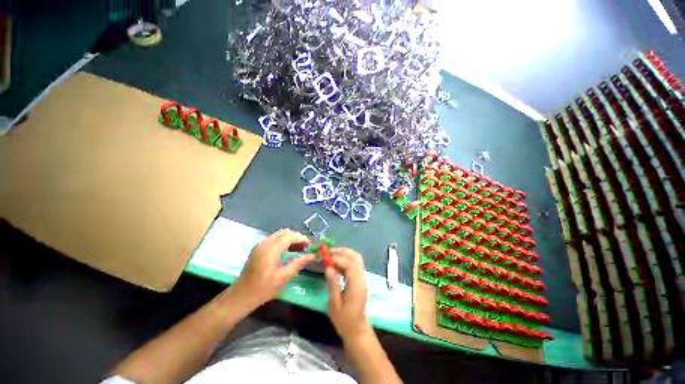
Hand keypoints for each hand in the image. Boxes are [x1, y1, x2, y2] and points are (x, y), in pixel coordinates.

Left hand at [232, 229, 313, 307]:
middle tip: (306, 246)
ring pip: (279, 234)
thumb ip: (299, 263)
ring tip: (300, 248)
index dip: (301, 238)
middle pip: (285, 232)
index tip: (310, 244)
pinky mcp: (258, 248)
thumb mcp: (284, 277)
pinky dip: (283, 241)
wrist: (241, 296)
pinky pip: (274, 238)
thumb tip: (313, 255)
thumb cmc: (263, 288)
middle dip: (297, 236)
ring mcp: (260, 244)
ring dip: (290, 238)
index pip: (290, 236)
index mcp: (271, 249)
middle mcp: (265, 243)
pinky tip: (288, 250)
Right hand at [325, 248, 371, 341]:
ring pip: (356, 259)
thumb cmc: (344, 321)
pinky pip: (354, 265)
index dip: (337, 259)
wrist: (357, 330)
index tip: (325, 258)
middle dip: (342, 252)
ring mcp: (362, 278)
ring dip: (344, 254)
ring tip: (330, 257)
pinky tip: (336, 265)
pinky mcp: (360, 280)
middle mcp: (361, 278)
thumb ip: (332, 284)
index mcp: (356, 285)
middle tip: (328, 253)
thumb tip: (328, 267)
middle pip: (355, 257)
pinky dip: (346, 261)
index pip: (349, 264)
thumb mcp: (334, 304)